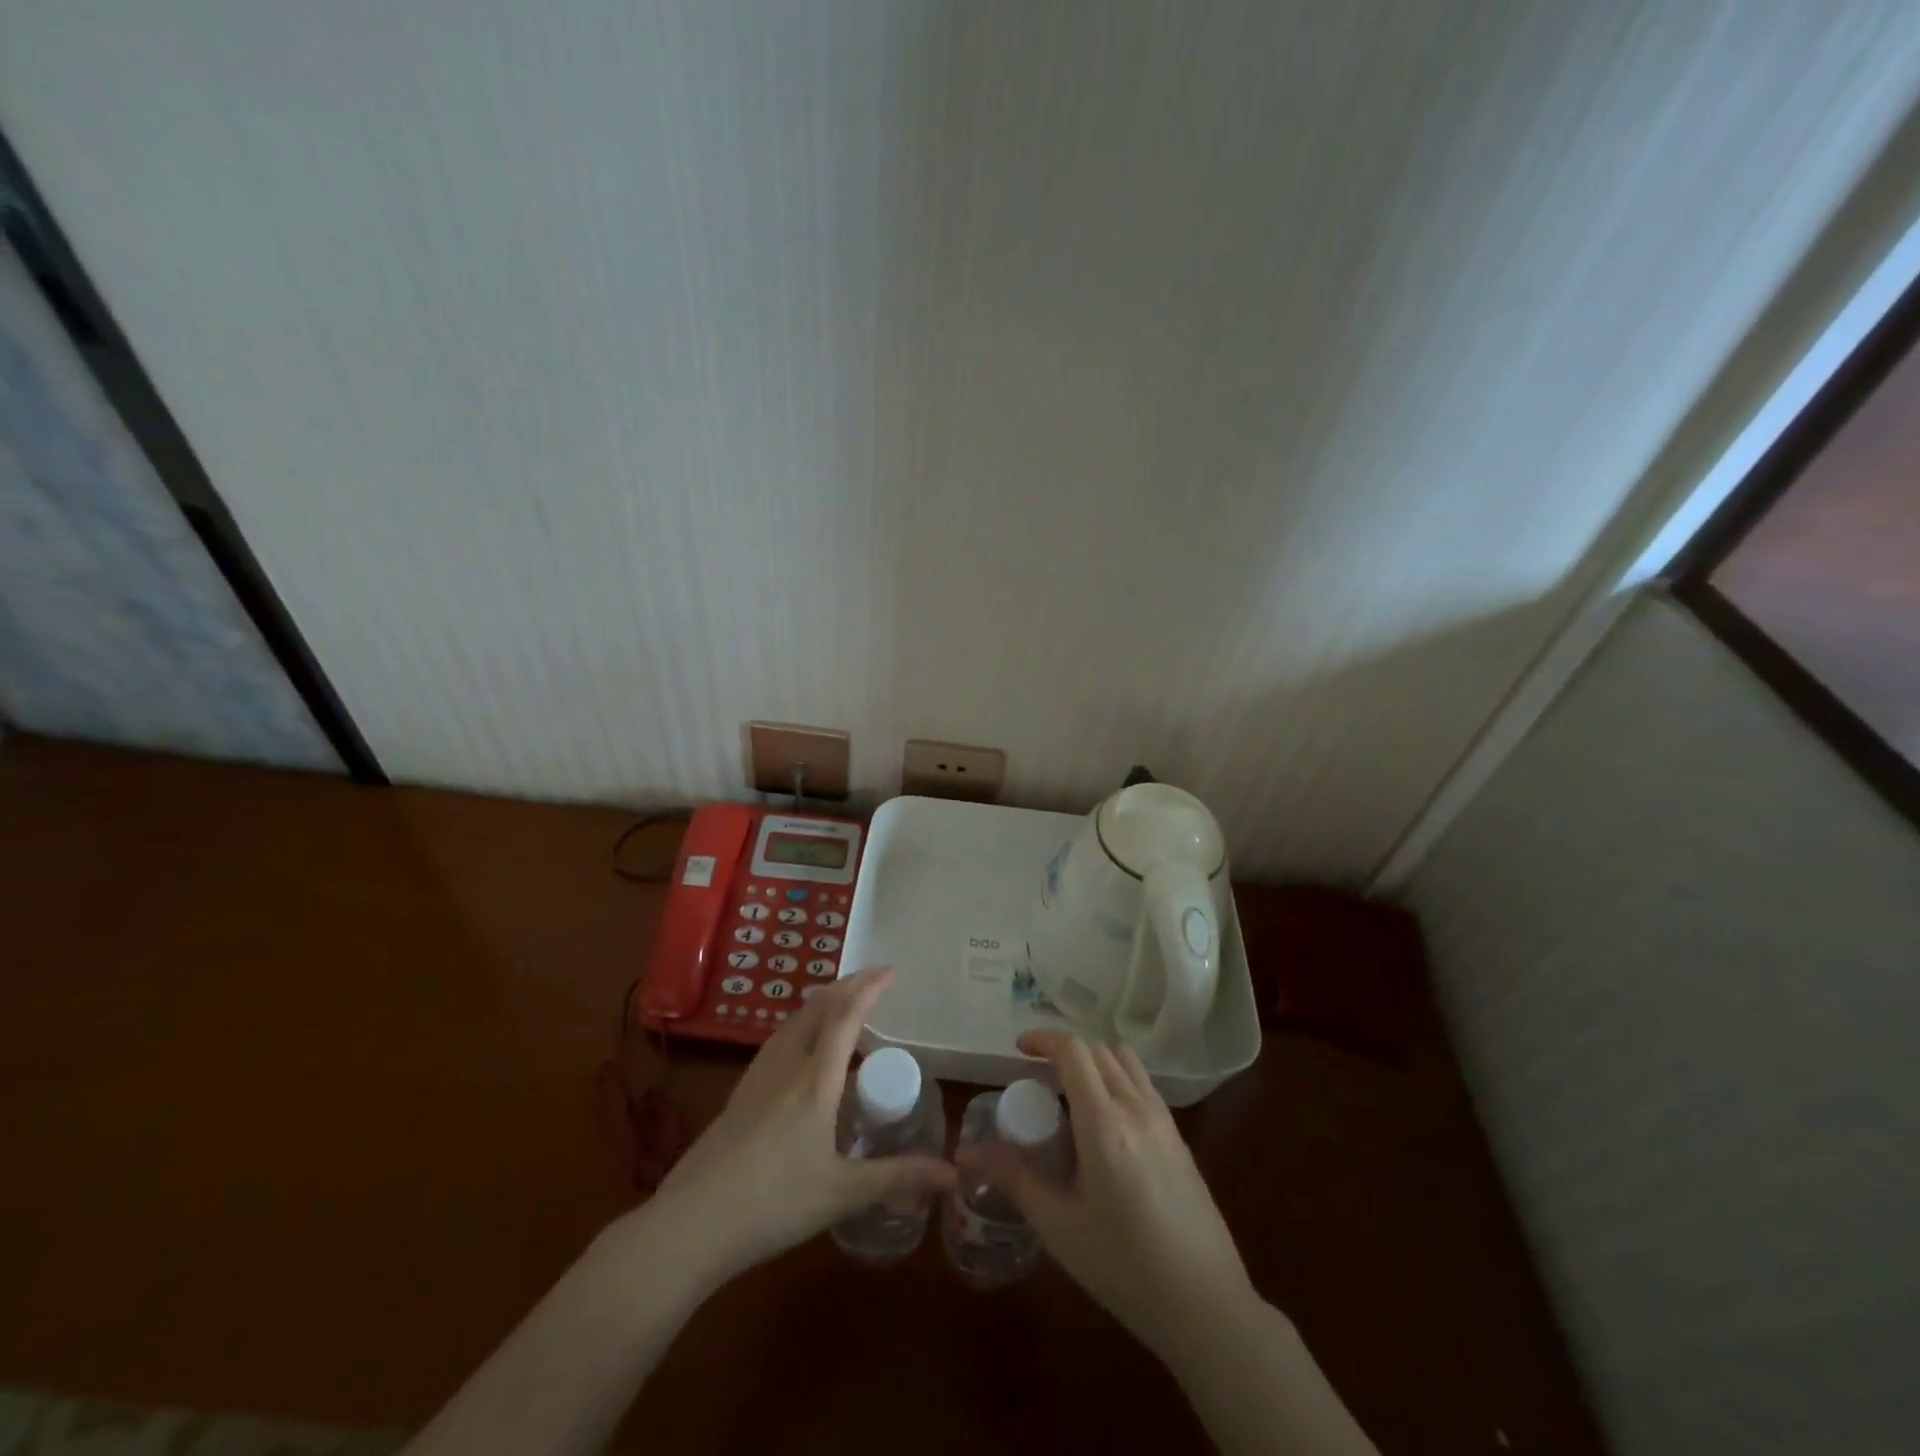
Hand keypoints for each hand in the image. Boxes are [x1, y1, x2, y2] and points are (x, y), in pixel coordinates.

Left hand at [651, 968, 954, 1285]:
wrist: (690, 1224)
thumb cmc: (772, 1203)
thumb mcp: (841, 1194)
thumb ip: (897, 1179)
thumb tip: (954, 1176)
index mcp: (815, 1080)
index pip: (846, 1017)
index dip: (870, 988)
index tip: (892, 971)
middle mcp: (786, 1066)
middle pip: (817, 1008)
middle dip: (848, 986)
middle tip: (874, 981)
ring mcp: (758, 1078)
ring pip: (794, 1021)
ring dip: (823, 1002)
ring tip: (843, 1004)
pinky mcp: (740, 1094)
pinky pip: (778, 1040)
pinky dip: (802, 1025)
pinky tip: (802, 1047)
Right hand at [967, 1029, 1254, 1357]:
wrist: (1206, 1304)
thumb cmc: (1123, 1265)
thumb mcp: (1058, 1225)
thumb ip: (1013, 1177)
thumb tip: (966, 1153)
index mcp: (1103, 1120)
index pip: (1073, 1050)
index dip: (1043, 1039)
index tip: (1018, 1049)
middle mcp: (1136, 1106)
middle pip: (1097, 1049)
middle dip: (1064, 1050)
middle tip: (1036, 1077)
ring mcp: (1163, 1119)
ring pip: (1125, 1060)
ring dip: (1094, 1060)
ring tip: (1070, 1093)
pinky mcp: (1179, 1137)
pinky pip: (1143, 1084)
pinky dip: (1117, 1079)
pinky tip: (1105, 1123)